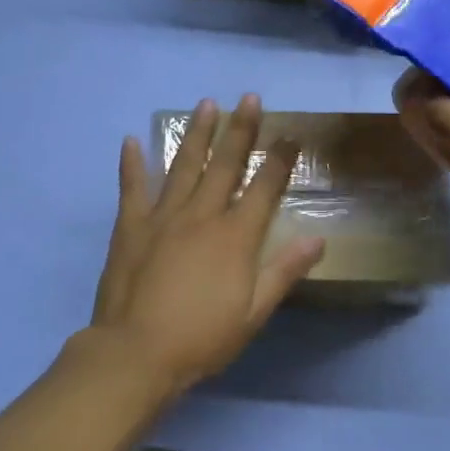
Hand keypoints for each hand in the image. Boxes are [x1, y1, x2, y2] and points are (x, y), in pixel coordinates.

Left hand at [87, 95, 324, 395]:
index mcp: (235, 236)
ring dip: (197, 134)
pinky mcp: (131, 226)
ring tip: (206, 104)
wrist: (136, 353)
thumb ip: (284, 271)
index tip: (290, 133)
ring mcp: (164, 216)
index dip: (280, 159)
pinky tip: (131, 140)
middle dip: (241, 129)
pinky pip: (132, 187)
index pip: (264, 188)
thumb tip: (318, 239)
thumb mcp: (253, 313)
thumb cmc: (202, 338)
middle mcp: (202, 215)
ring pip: (184, 165)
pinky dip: (132, 163)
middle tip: (249, 98)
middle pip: (226, 165)